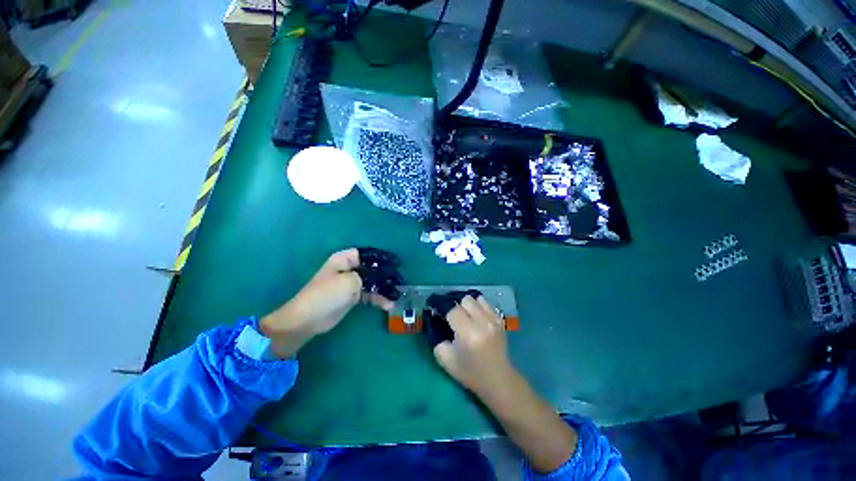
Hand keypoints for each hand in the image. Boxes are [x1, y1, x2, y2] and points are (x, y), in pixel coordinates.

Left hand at [260, 248, 394, 357]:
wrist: (308, 320)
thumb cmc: (327, 295)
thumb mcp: (349, 281)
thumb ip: (368, 277)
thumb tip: (382, 278)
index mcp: (344, 260)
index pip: (367, 254)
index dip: (382, 258)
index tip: (396, 263)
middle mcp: (349, 269)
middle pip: (372, 269)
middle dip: (386, 275)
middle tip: (400, 281)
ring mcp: (351, 284)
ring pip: (372, 283)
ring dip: (384, 289)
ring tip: (397, 295)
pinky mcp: (352, 297)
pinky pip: (369, 295)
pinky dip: (378, 299)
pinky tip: (388, 304)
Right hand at [435, 296, 578, 473]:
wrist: (504, 385)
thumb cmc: (475, 379)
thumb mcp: (449, 365)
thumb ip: (440, 344)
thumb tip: (440, 328)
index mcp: (470, 335)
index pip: (451, 310)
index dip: (444, 311)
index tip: (441, 316)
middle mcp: (483, 324)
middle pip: (464, 300)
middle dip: (457, 308)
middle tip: (455, 319)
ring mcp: (495, 322)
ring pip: (476, 299)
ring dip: (469, 306)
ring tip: (467, 319)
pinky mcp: (502, 322)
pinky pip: (487, 304)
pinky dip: (480, 307)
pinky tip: (479, 319)